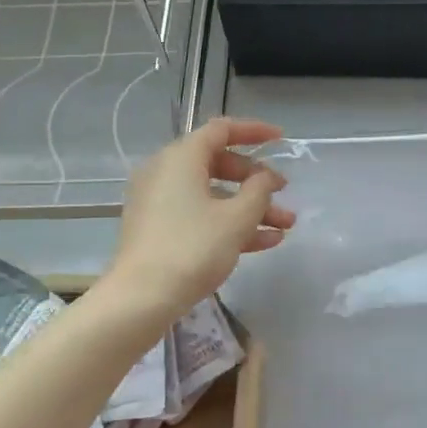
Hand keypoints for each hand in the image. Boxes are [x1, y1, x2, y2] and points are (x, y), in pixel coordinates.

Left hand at [107, 117, 295, 318]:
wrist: (142, 297)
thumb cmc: (193, 248)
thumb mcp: (237, 218)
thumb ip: (259, 190)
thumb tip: (265, 176)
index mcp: (181, 158)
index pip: (221, 130)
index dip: (254, 131)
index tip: (281, 140)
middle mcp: (165, 172)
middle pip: (218, 164)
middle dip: (256, 181)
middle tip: (283, 193)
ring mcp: (159, 202)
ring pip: (212, 195)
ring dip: (249, 208)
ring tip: (285, 226)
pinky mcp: (157, 229)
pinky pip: (199, 215)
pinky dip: (229, 223)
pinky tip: (264, 243)